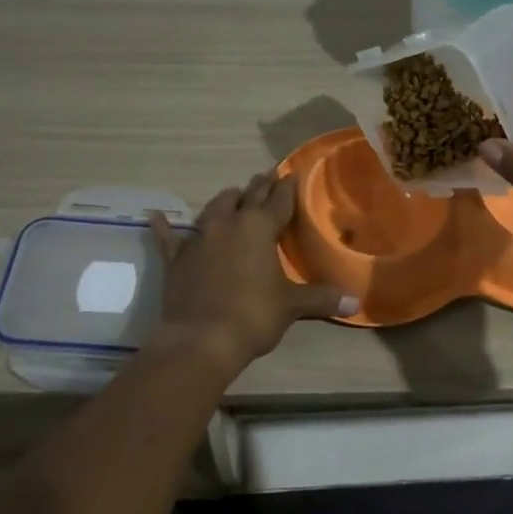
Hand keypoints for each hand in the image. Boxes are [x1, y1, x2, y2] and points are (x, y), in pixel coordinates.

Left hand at [148, 172, 357, 374]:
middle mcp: (229, 224)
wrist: (200, 339)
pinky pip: (169, 237)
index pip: (279, 201)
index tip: (291, 173)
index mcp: (260, 229)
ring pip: (214, 209)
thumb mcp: (291, 306)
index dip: (287, 188)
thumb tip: (357, 301)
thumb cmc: (253, 315)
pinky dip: (164, 227)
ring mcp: (200, 238)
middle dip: (259, 187)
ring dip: (226, 200)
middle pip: (248, 197)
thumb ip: (322, 298)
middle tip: (266, 175)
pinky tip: (156, 217)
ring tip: (233, 194)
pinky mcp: (177, 258)